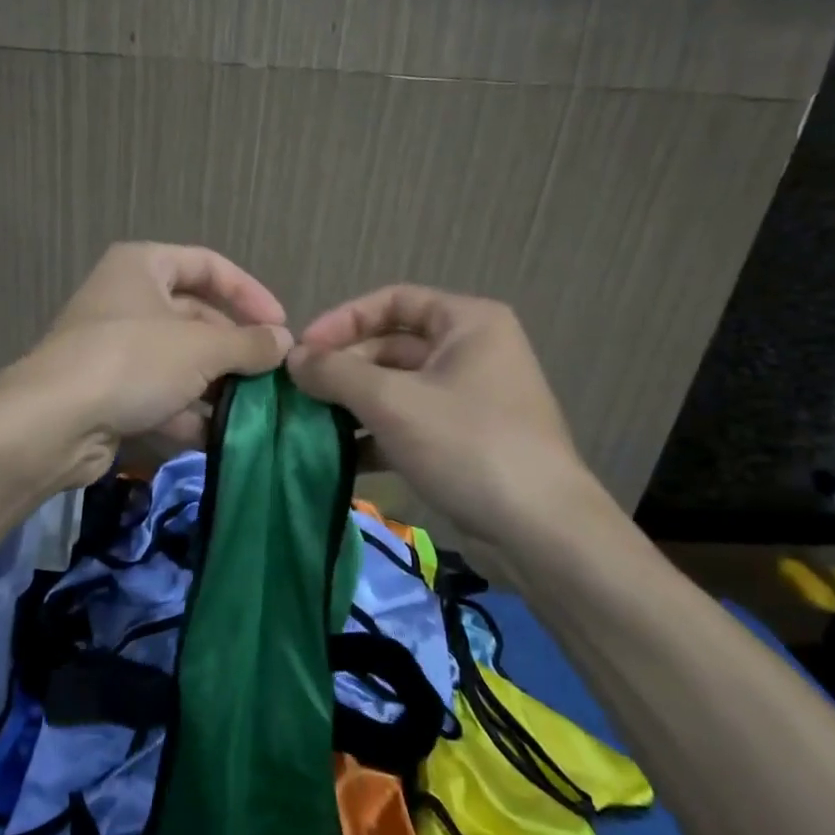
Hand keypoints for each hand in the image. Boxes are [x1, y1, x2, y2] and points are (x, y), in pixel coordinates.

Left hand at [0, 243, 293, 487]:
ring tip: (253, 411)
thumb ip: (248, 343)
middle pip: (195, 316)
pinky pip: (158, 394)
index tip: (280, 326)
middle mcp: (126, 299)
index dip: (249, 292)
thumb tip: (283, 342)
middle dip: (233, 348)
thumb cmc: (132, 361)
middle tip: (270, 376)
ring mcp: (114, 347)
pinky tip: (217, 437)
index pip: (208, 265)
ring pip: (179, 360)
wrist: (53, 422)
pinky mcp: (108, 390)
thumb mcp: (201, 348)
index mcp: (143, 266)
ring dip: (214, 385)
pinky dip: (186, 413)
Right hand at [287, 286, 604, 544]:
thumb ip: (335, 372)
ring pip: (396, 389)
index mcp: (467, 323)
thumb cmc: (467, 444)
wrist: (541, 533)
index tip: (304, 350)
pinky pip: (408, 425)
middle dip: (344, 369)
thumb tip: (292, 357)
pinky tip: (339, 458)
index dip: (343, 320)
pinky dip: (375, 436)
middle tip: (299, 393)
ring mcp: (468, 400)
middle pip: (391, 347)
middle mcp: (471, 352)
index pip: (393, 301)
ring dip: (352, 405)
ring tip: (309, 425)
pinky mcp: (462, 442)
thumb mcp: (392, 402)